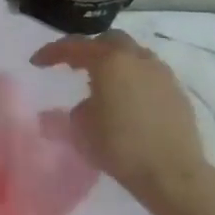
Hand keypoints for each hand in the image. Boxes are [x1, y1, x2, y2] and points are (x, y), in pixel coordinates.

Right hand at [32, 32, 214, 214]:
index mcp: (109, 62)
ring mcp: (162, 74)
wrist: (173, 174)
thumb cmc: (119, 147)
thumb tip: (83, 106)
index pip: (74, 46)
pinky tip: (128, 99)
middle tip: (74, 66)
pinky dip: (134, 78)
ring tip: (103, 82)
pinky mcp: (178, 93)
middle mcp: (137, 59)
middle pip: (109, 40)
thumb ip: (76, 110)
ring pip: (134, 54)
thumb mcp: (81, 129)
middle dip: (89, 49)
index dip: (51, 52)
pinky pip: (150, 74)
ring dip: (115, 62)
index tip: (37, 62)